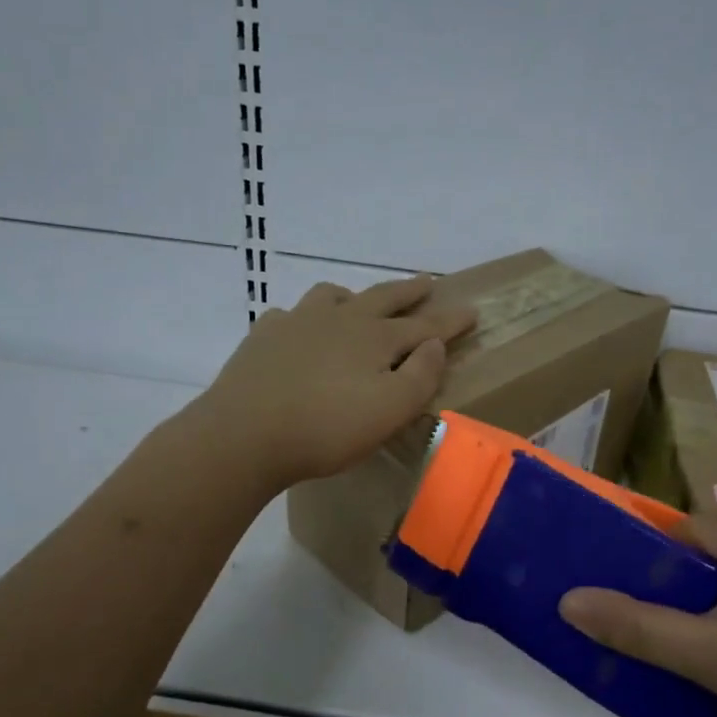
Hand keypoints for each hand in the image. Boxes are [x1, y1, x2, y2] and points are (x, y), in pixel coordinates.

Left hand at [194, 276, 476, 491]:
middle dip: (409, 291)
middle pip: (382, 297)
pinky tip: (300, 332)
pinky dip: (304, 319)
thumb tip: (433, 344)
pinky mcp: (264, 338)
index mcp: (375, 338)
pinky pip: (290, 315)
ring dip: (354, 296)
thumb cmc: (326, 428)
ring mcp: (297, 323)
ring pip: (332, 296)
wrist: (244, 434)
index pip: (424, 325)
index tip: (472, 310)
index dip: (450, 321)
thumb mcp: (390, 410)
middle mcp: (339, 319)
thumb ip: (421, 376)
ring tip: (358, 303)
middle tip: (428, 282)